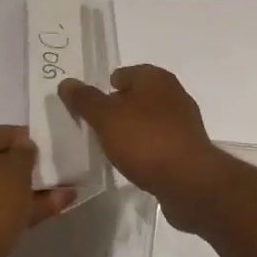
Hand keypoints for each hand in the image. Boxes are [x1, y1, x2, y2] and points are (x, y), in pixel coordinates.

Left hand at [0, 125, 72, 256]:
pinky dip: (25, 210)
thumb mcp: (13, 171)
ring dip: (32, 190)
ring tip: (67, 189)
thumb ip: (24, 153)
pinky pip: (1, 214)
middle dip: (28, 166)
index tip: (45, 146)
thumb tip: (24, 147)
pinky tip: (58, 208)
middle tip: (56, 167)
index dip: (20, 137)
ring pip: (1, 191)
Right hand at [58, 65, 223, 230]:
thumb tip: (67, 83)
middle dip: (117, 110)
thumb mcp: (106, 118)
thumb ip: (85, 100)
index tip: (88, 108)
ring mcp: (183, 122)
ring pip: (148, 120)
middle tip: (95, 127)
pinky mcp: (188, 148)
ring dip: (131, 130)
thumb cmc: (146, 140)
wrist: (190, 182)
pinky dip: (145, 148)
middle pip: (137, 96)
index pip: (124, 73)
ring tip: (111, 147)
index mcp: (156, 78)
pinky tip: (133, 162)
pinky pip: (159, 142)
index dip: (104, 88)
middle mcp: (173, 94)